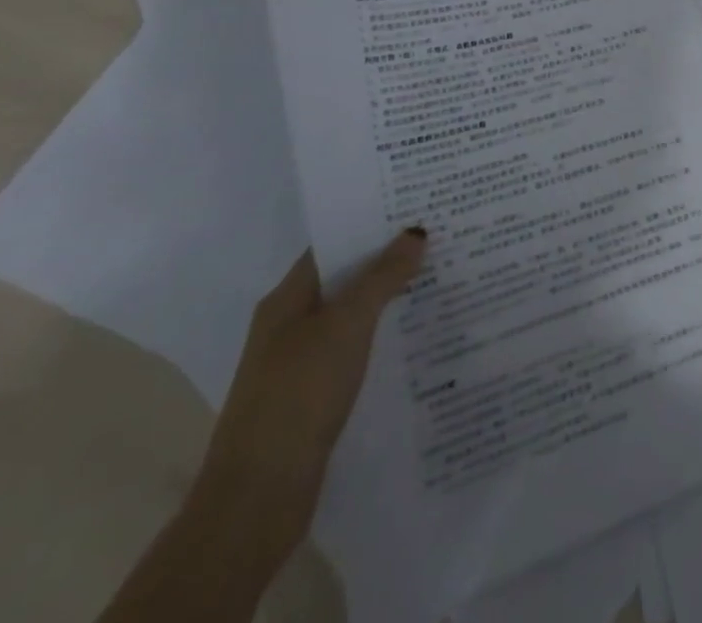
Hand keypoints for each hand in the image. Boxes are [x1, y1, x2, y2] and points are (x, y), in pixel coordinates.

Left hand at [195, 230, 425, 561]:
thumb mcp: (347, 324)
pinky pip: (357, 348)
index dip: (373, 223)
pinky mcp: (315, 395)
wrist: (258, 496)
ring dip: (391, 297)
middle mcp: (289, 324)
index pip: (334, 244)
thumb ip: (382, 276)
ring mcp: (300, 362)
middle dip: (390, 258)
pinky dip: (385, 335)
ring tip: (443, 276)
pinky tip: (420, 333)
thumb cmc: (298, 394)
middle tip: (443, 236)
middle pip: (346, 278)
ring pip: (354, 315)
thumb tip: (415, 232)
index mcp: (287, 299)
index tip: (419, 206)